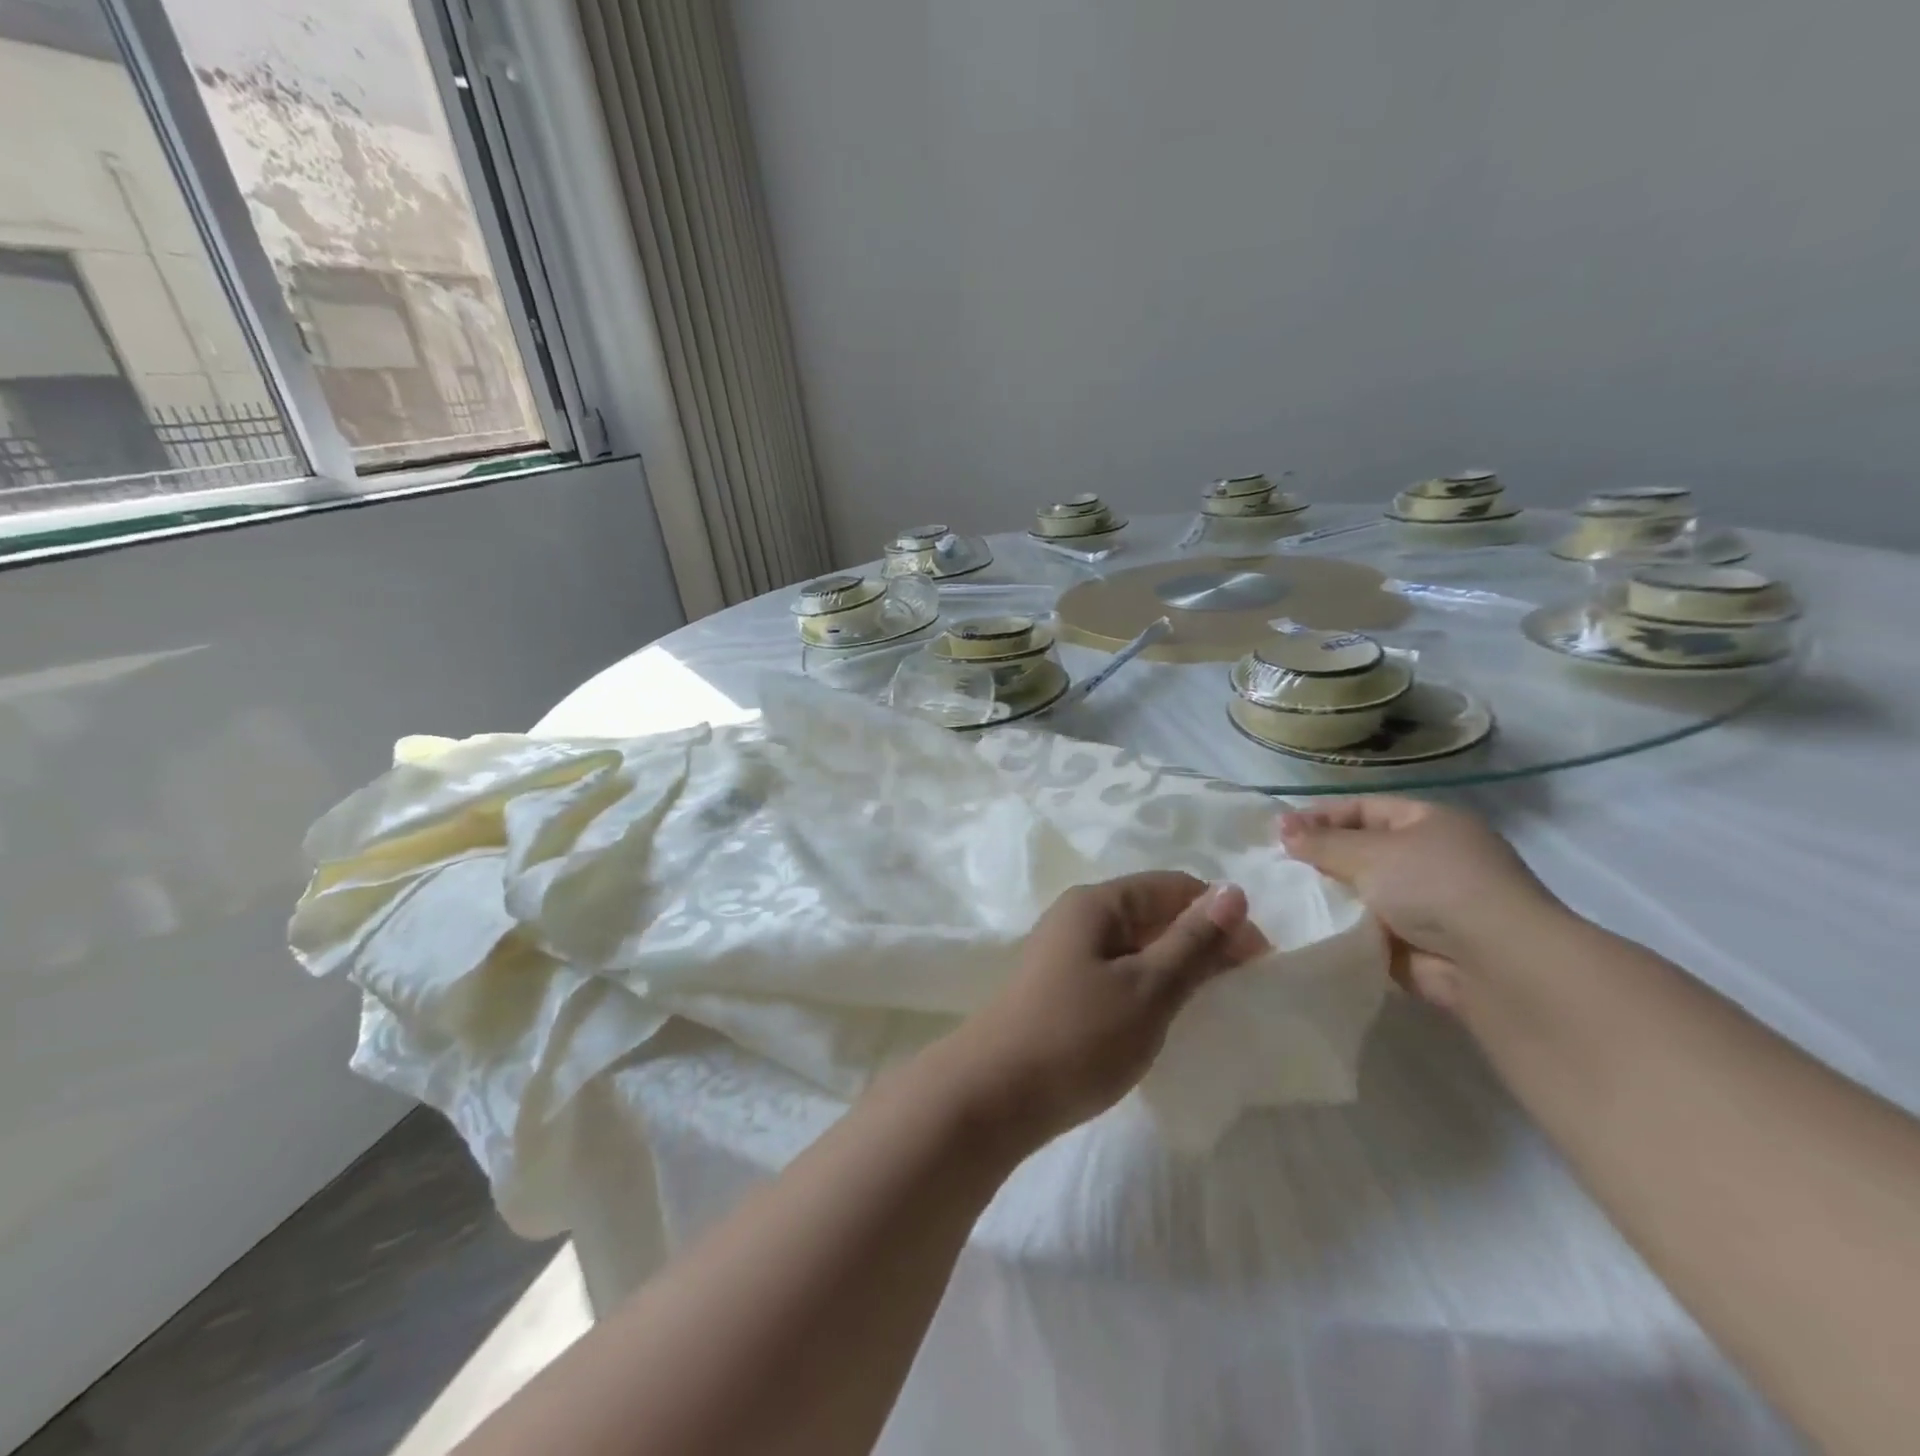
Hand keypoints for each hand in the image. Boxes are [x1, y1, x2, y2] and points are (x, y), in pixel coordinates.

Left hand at [942, 873, 1266, 1143]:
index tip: (1259, 961)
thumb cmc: (1078, 1036)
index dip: (1221, 915)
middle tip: (1241, 988)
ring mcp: (1065, 953)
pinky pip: (1118, 972)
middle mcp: (1078, 917)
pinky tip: (1165, 1017)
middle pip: (1153, 913)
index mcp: (1096, 903)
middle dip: (1201, 941)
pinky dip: (1149, 986)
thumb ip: (1192, 941)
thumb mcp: (1147, 989)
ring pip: (1136, 946)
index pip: (1173, 886)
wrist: (993, 1095)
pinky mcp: (1060, 989)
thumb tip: (1233, 891)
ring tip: (1210, 1004)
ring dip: (1176, 966)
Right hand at [1278, 797, 1559, 1010]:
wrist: (1494, 963)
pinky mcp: (1418, 945)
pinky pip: (1369, 930)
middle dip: (1321, 859)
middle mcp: (1431, 858)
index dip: (1320, 817)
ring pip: (1362, 893)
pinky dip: (1344, 929)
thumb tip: (1282, 829)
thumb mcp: (1370, 853)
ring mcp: (1427, 904)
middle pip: (1362, 851)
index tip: (1278, 832)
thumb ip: (1322, 842)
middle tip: (1276, 867)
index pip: (1364, 809)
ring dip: (1330, 897)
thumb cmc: (1434, 886)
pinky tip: (1308, 929)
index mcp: (1430, 822)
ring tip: (1283, 899)